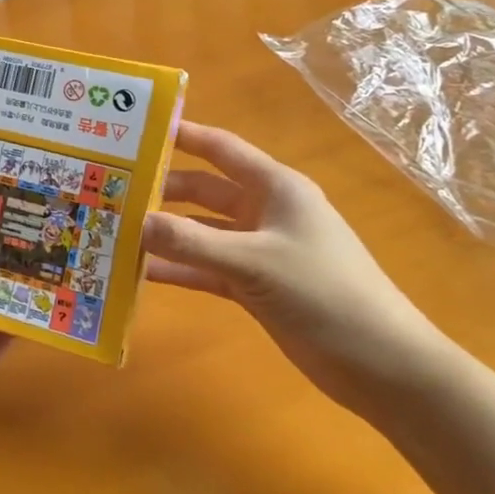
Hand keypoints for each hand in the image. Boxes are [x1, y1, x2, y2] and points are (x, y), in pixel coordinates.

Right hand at [142, 122, 457, 414]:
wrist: (381, 365)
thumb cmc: (324, 294)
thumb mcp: (254, 263)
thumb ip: (193, 243)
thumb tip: (136, 223)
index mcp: (275, 188)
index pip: (220, 148)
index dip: (182, 134)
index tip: (138, 128)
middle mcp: (264, 212)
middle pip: (203, 191)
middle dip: (162, 191)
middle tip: (113, 189)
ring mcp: (258, 250)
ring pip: (201, 232)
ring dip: (165, 233)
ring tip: (115, 231)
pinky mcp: (254, 285)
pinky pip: (206, 268)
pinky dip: (179, 269)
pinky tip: (141, 272)